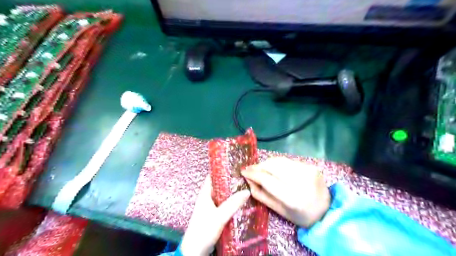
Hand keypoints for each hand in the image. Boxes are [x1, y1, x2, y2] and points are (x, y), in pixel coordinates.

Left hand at [179, 176, 248, 255]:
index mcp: (205, 193)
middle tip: (245, 177)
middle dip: (231, 181)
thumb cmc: (203, 230)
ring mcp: (211, 206)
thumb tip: (247, 191)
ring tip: (246, 187)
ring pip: (223, 195)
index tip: (235, 166)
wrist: (195, 250)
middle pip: (220, 185)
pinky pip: (225, 204)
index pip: (213, 176)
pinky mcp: (214, 215)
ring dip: (232, 192)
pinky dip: (232, 201)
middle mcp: (207, 197)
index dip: (223, 170)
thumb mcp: (219, 216)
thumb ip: (233, 204)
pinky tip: (241, 202)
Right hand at [242, 158, 331, 227]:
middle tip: (250, 169)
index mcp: (292, 198)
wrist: (327, 211)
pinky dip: (278, 163)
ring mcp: (308, 171)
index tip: (243, 171)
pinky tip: (274, 168)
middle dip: (258, 165)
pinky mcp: (311, 165)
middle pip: (272, 165)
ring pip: (279, 160)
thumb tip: (248, 179)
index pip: (266, 179)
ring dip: (267, 163)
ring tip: (260, 168)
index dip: (253, 173)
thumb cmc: (300, 215)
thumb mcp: (278, 210)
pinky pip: (288, 161)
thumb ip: (260, 194)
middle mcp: (301, 181)